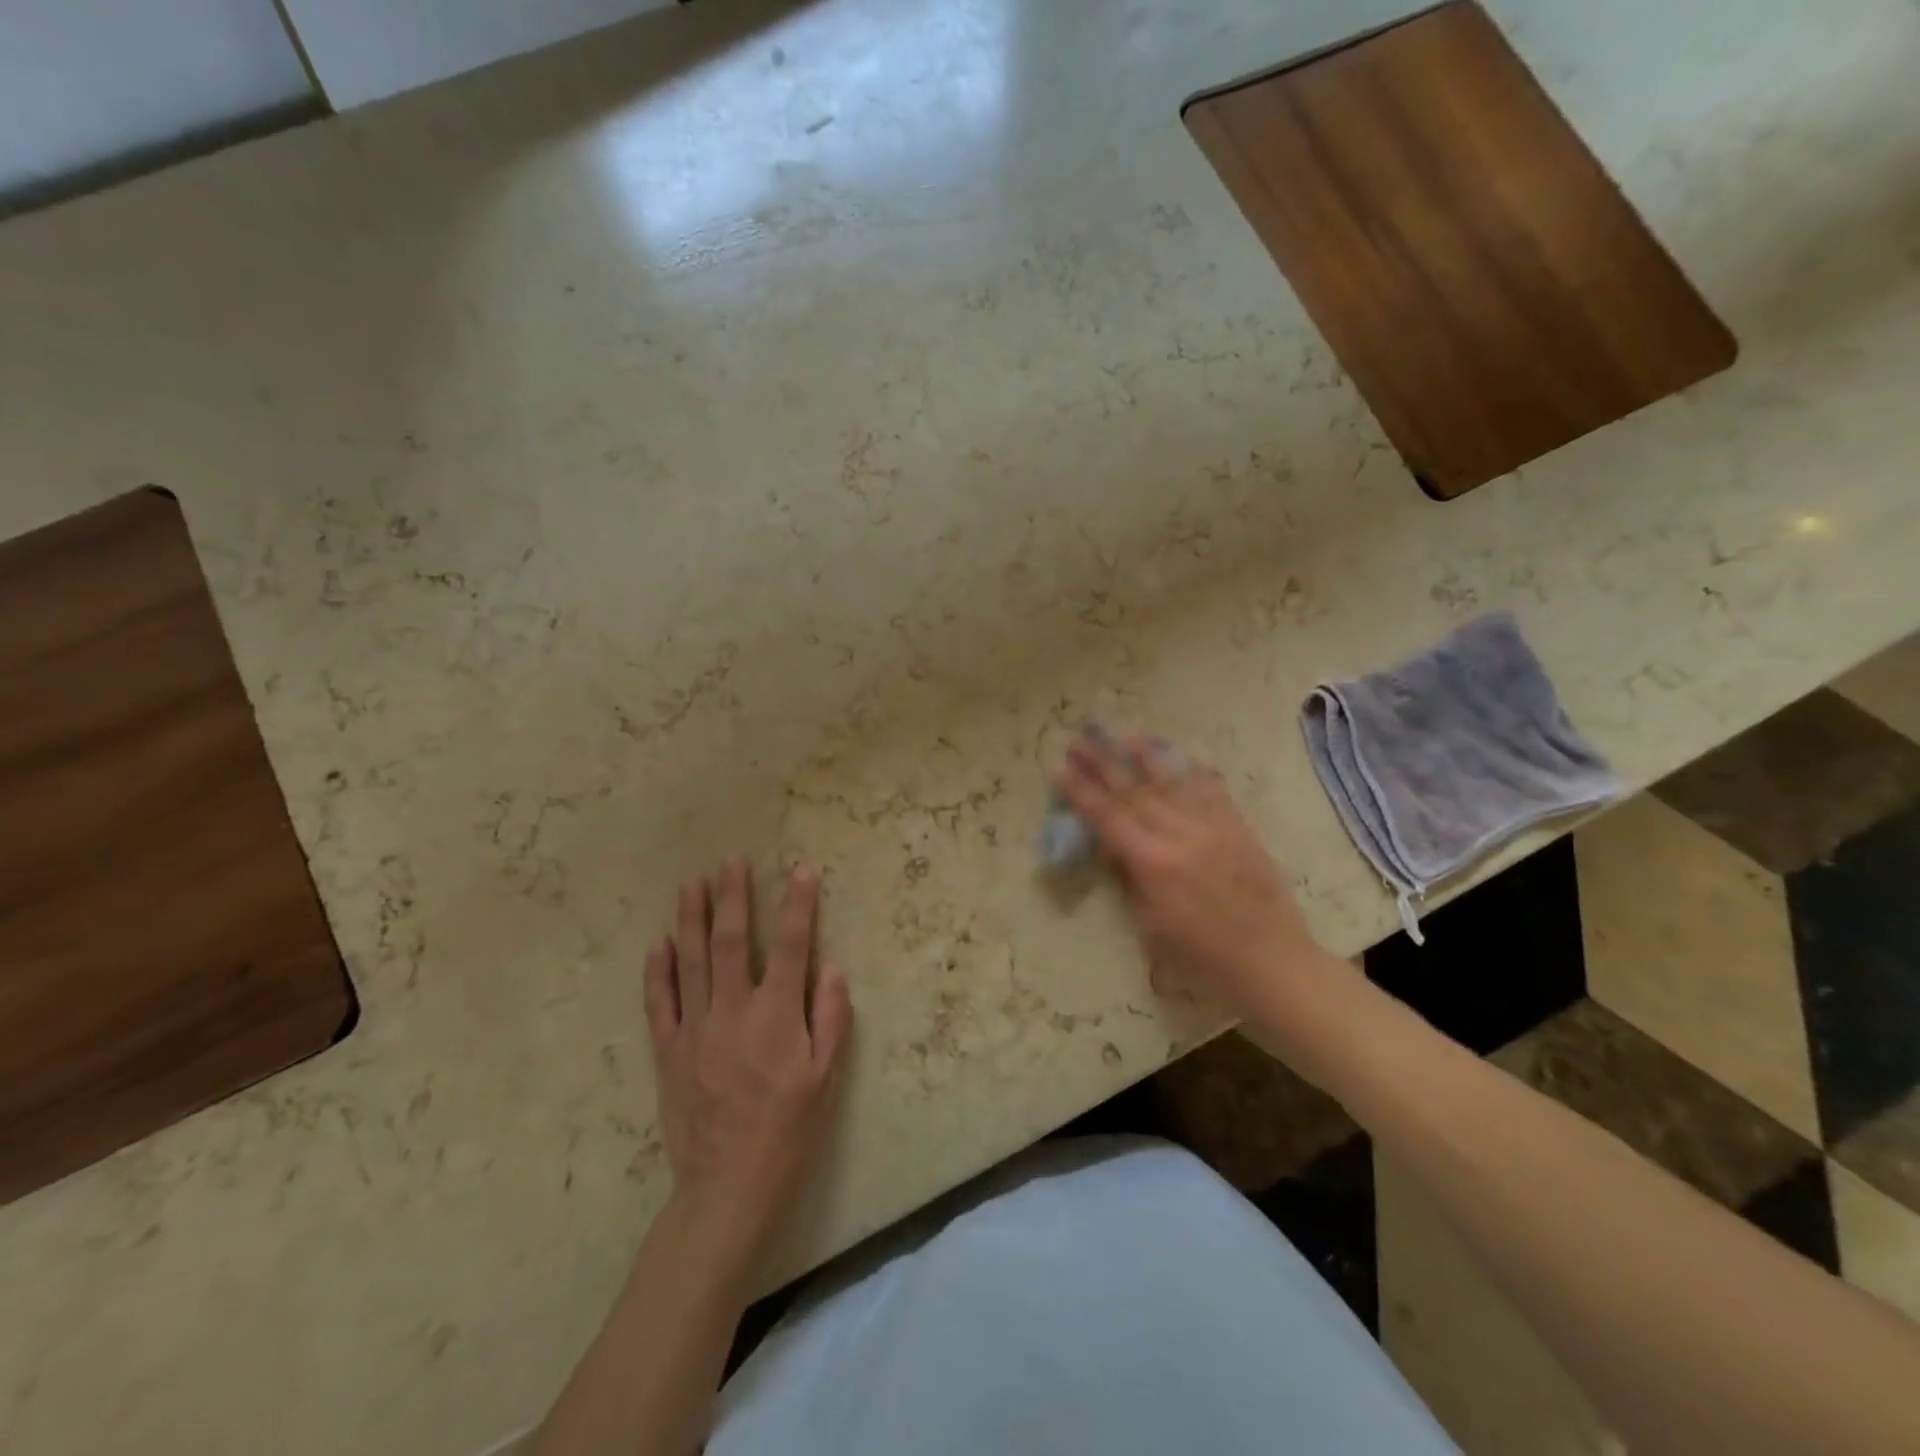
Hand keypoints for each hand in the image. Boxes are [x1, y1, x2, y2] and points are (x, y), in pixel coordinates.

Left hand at [645, 857, 851, 1268]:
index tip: (800, 869)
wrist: (727, 1190)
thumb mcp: (826, 1079)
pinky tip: (660, 942)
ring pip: (691, 961)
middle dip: (733, 896)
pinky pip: (659, 1002)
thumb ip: (830, 1018)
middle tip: (731, 860)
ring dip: (692, 917)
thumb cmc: (788, 1133)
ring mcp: (694, 1030)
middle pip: (732, 941)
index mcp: (776, 1017)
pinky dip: (658, 969)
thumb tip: (831, 966)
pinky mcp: (668, 1051)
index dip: (798, 904)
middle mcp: (732, 1012)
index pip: (791, 945)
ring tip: (692, 883)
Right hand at [1053, 731, 1348, 1029]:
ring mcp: (1213, 826)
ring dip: (1143, 754)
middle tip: (1079, 740)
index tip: (1059, 768)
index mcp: (1154, 864)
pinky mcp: (1238, 827)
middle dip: (1103, 763)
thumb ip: (1130, 880)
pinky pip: (1211, 788)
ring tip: (1121, 733)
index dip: (1081, 791)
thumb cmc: (1202, 959)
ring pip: (1172, 780)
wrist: (1272, 963)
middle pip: (1134, 790)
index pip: (1108, 817)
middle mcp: (1181, 835)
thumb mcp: (1151, 927)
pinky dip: (1190, 767)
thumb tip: (1112, 846)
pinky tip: (1176, 752)